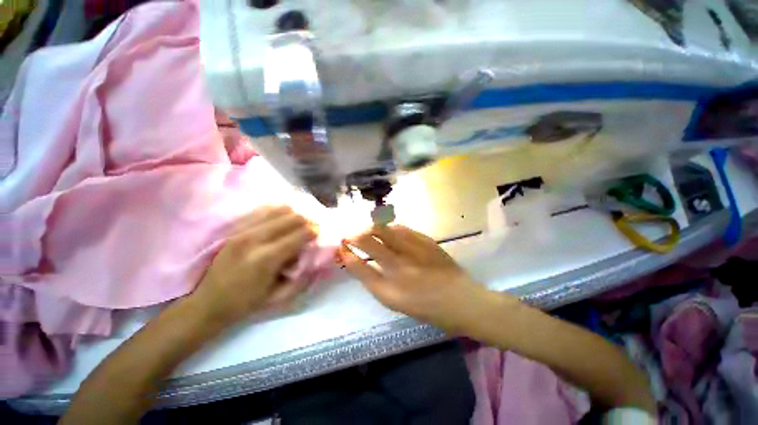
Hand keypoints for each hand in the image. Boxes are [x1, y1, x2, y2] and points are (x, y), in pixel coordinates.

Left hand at [191, 206, 316, 325]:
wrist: (208, 303)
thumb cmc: (246, 303)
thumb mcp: (279, 296)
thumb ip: (301, 276)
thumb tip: (313, 255)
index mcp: (267, 258)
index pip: (300, 235)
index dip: (313, 232)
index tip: (318, 234)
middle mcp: (255, 239)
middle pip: (291, 218)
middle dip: (306, 221)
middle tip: (311, 228)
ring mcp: (242, 231)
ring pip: (277, 210)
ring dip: (292, 215)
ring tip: (297, 223)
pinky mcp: (235, 229)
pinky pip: (261, 211)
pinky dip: (275, 211)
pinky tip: (281, 218)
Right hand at [339, 225, 497, 333]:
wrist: (462, 301)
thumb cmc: (428, 309)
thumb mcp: (397, 302)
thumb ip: (378, 282)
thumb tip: (362, 261)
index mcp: (389, 292)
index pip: (359, 268)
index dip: (347, 255)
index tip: (341, 247)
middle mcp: (398, 269)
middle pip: (368, 243)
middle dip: (354, 235)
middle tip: (349, 234)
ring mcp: (412, 252)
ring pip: (383, 230)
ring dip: (370, 227)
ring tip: (366, 228)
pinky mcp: (425, 241)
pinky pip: (401, 228)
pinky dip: (389, 226)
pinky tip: (386, 228)